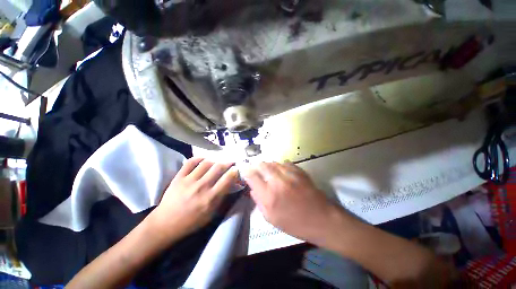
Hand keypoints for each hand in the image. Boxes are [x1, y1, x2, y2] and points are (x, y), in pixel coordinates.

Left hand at [148, 157, 237, 240]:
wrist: (165, 224)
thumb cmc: (191, 222)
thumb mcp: (211, 214)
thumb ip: (222, 198)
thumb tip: (231, 185)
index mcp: (211, 198)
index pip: (227, 179)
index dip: (234, 171)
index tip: (236, 169)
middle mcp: (201, 187)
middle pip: (218, 167)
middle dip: (227, 163)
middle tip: (230, 162)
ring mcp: (189, 180)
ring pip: (206, 163)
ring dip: (214, 161)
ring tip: (217, 162)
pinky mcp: (179, 177)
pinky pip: (190, 162)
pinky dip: (198, 158)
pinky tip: (203, 160)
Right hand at [243, 162, 343, 245]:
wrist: (322, 219)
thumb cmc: (295, 223)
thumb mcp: (272, 219)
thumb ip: (259, 202)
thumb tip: (253, 189)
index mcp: (269, 195)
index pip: (252, 176)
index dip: (246, 171)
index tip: (245, 170)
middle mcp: (278, 181)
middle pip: (262, 165)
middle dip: (256, 166)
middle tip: (256, 170)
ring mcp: (290, 174)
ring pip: (273, 162)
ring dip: (268, 166)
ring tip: (269, 172)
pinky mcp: (299, 171)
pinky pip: (285, 163)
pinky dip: (280, 166)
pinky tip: (282, 172)